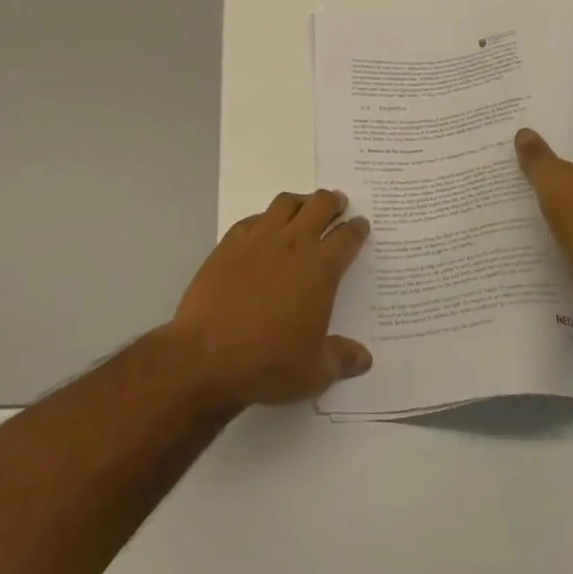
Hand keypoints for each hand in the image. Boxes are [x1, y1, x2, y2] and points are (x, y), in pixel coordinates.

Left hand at [159, 190, 372, 410]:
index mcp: (321, 268)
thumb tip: (364, 358)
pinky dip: (266, 218)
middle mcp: (293, 243)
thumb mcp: (315, 372)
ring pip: (286, 203)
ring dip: (301, 202)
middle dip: (333, 202)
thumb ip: (342, 359)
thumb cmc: (269, 363)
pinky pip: (254, 218)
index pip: (347, 237)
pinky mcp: (230, 243)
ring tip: (304, 208)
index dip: (357, 229)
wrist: (208, 355)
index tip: (360, 225)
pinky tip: (264, 229)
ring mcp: (259, 238)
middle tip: (338, 203)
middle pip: (319, 205)